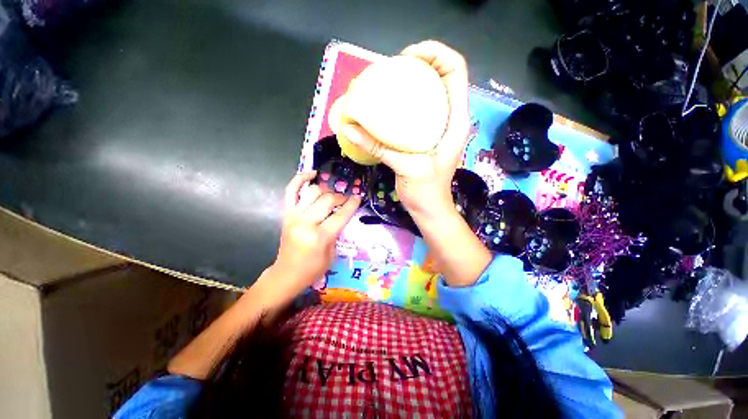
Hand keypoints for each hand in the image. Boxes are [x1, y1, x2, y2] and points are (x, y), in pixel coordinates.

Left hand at [257, 171, 360, 308]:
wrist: (287, 273)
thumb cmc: (313, 268)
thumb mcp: (333, 253)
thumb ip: (338, 231)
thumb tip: (342, 213)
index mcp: (319, 236)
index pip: (340, 215)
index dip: (351, 205)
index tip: (358, 197)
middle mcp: (305, 222)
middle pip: (327, 199)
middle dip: (340, 197)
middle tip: (345, 200)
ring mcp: (293, 216)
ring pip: (312, 191)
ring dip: (325, 190)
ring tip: (331, 194)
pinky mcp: (286, 213)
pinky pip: (291, 190)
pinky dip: (301, 179)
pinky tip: (312, 174)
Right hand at [341, 40, 470, 219]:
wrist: (429, 208)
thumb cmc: (426, 191)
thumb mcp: (405, 167)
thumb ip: (378, 147)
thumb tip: (348, 128)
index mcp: (455, 121)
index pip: (455, 70)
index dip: (436, 53)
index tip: (408, 58)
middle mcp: (449, 119)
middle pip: (441, 77)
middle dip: (420, 64)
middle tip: (393, 69)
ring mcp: (436, 128)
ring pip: (429, 93)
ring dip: (412, 83)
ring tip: (389, 82)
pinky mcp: (424, 137)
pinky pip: (416, 112)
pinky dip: (404, 104)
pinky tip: (387, 107)